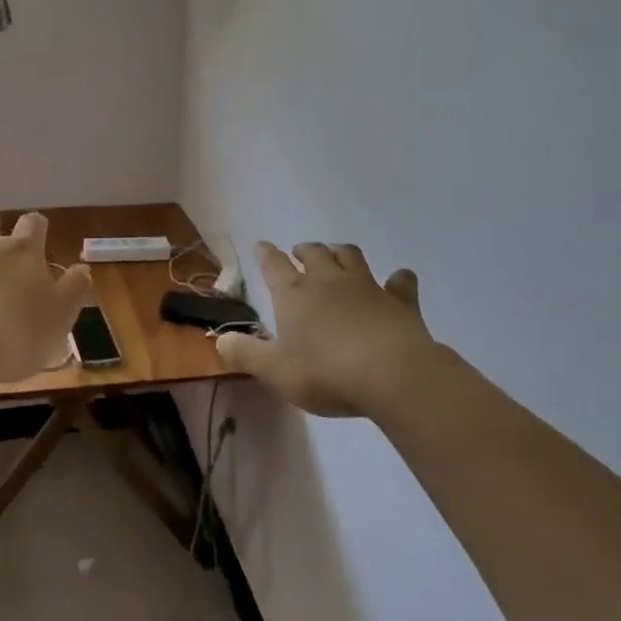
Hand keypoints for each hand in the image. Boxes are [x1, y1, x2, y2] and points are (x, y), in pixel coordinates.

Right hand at [218, 242, 441, 418]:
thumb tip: (220, 339)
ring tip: (337, 257)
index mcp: (294, 294)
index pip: (274, 265)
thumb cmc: (326, 373)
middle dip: (305, 250)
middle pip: (314, 253)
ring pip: (351, 256)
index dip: (266, 254)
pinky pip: (400, 282)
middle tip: (300, 254)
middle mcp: (328, 281)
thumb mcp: (275, 372)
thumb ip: (246, 354)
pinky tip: (398, 282)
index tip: (262, 246)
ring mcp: (366, 286)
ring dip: (341, 253)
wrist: (392, 374)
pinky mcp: (400, 300)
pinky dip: (398, 280)